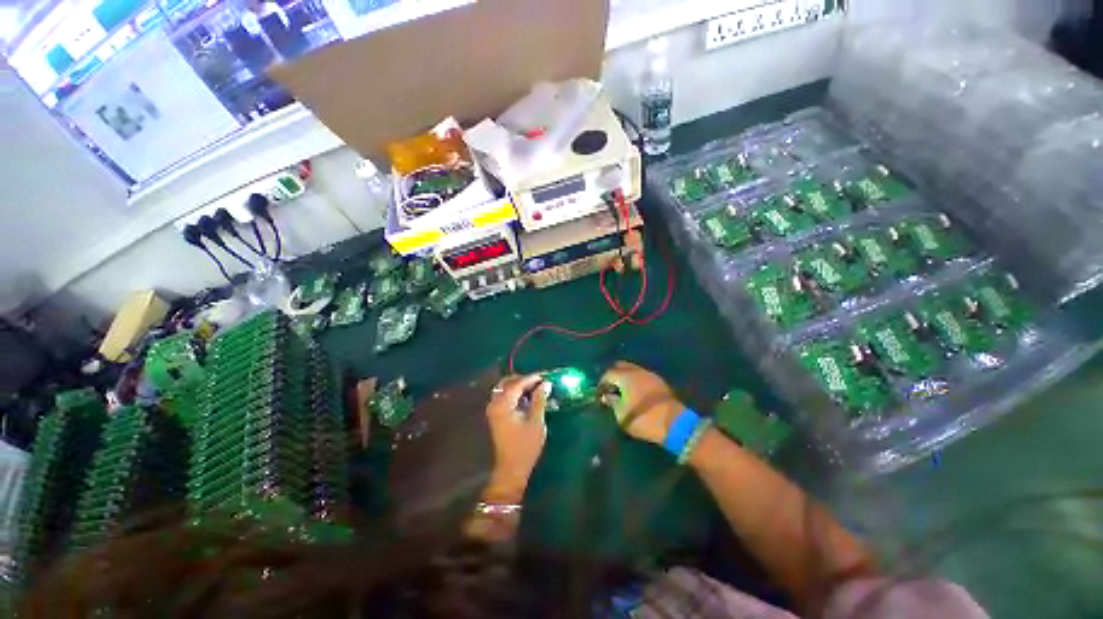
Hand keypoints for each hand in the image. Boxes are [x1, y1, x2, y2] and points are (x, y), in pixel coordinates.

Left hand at [483, 374, 550, 502]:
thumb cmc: (525, 446)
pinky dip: (515, 394)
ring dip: (520, 386)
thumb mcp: (536, 421)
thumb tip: (546, 383)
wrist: (511, 469)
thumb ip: (540, 399)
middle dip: (524, 380)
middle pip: (508, 383)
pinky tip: (527, 398)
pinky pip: (505, 397)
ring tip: (536, 389)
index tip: (546, 375)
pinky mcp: (496, 415)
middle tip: (541, 381)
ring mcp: (493, 409)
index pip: (518, 384)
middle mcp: (494, 403)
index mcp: (503, 404)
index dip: (532, 378)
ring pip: (506, 389)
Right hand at [600, 361, 683, 444]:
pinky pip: (643, 376)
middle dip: (613, 375)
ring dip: (625, 377)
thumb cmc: (644, 419)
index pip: (608, 373)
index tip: (600, 394)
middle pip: (620, 365)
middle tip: (610, 388)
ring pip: (633, 369)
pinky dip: (636, 381)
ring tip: (623, 391)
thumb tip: (607, 397)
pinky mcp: (660, 382)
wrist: (675, 424)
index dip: (602, 383)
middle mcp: (637, 371)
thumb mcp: (621, 415)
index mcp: (626, 377)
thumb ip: (612, 403)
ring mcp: (650, 375)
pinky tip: (636, 393)